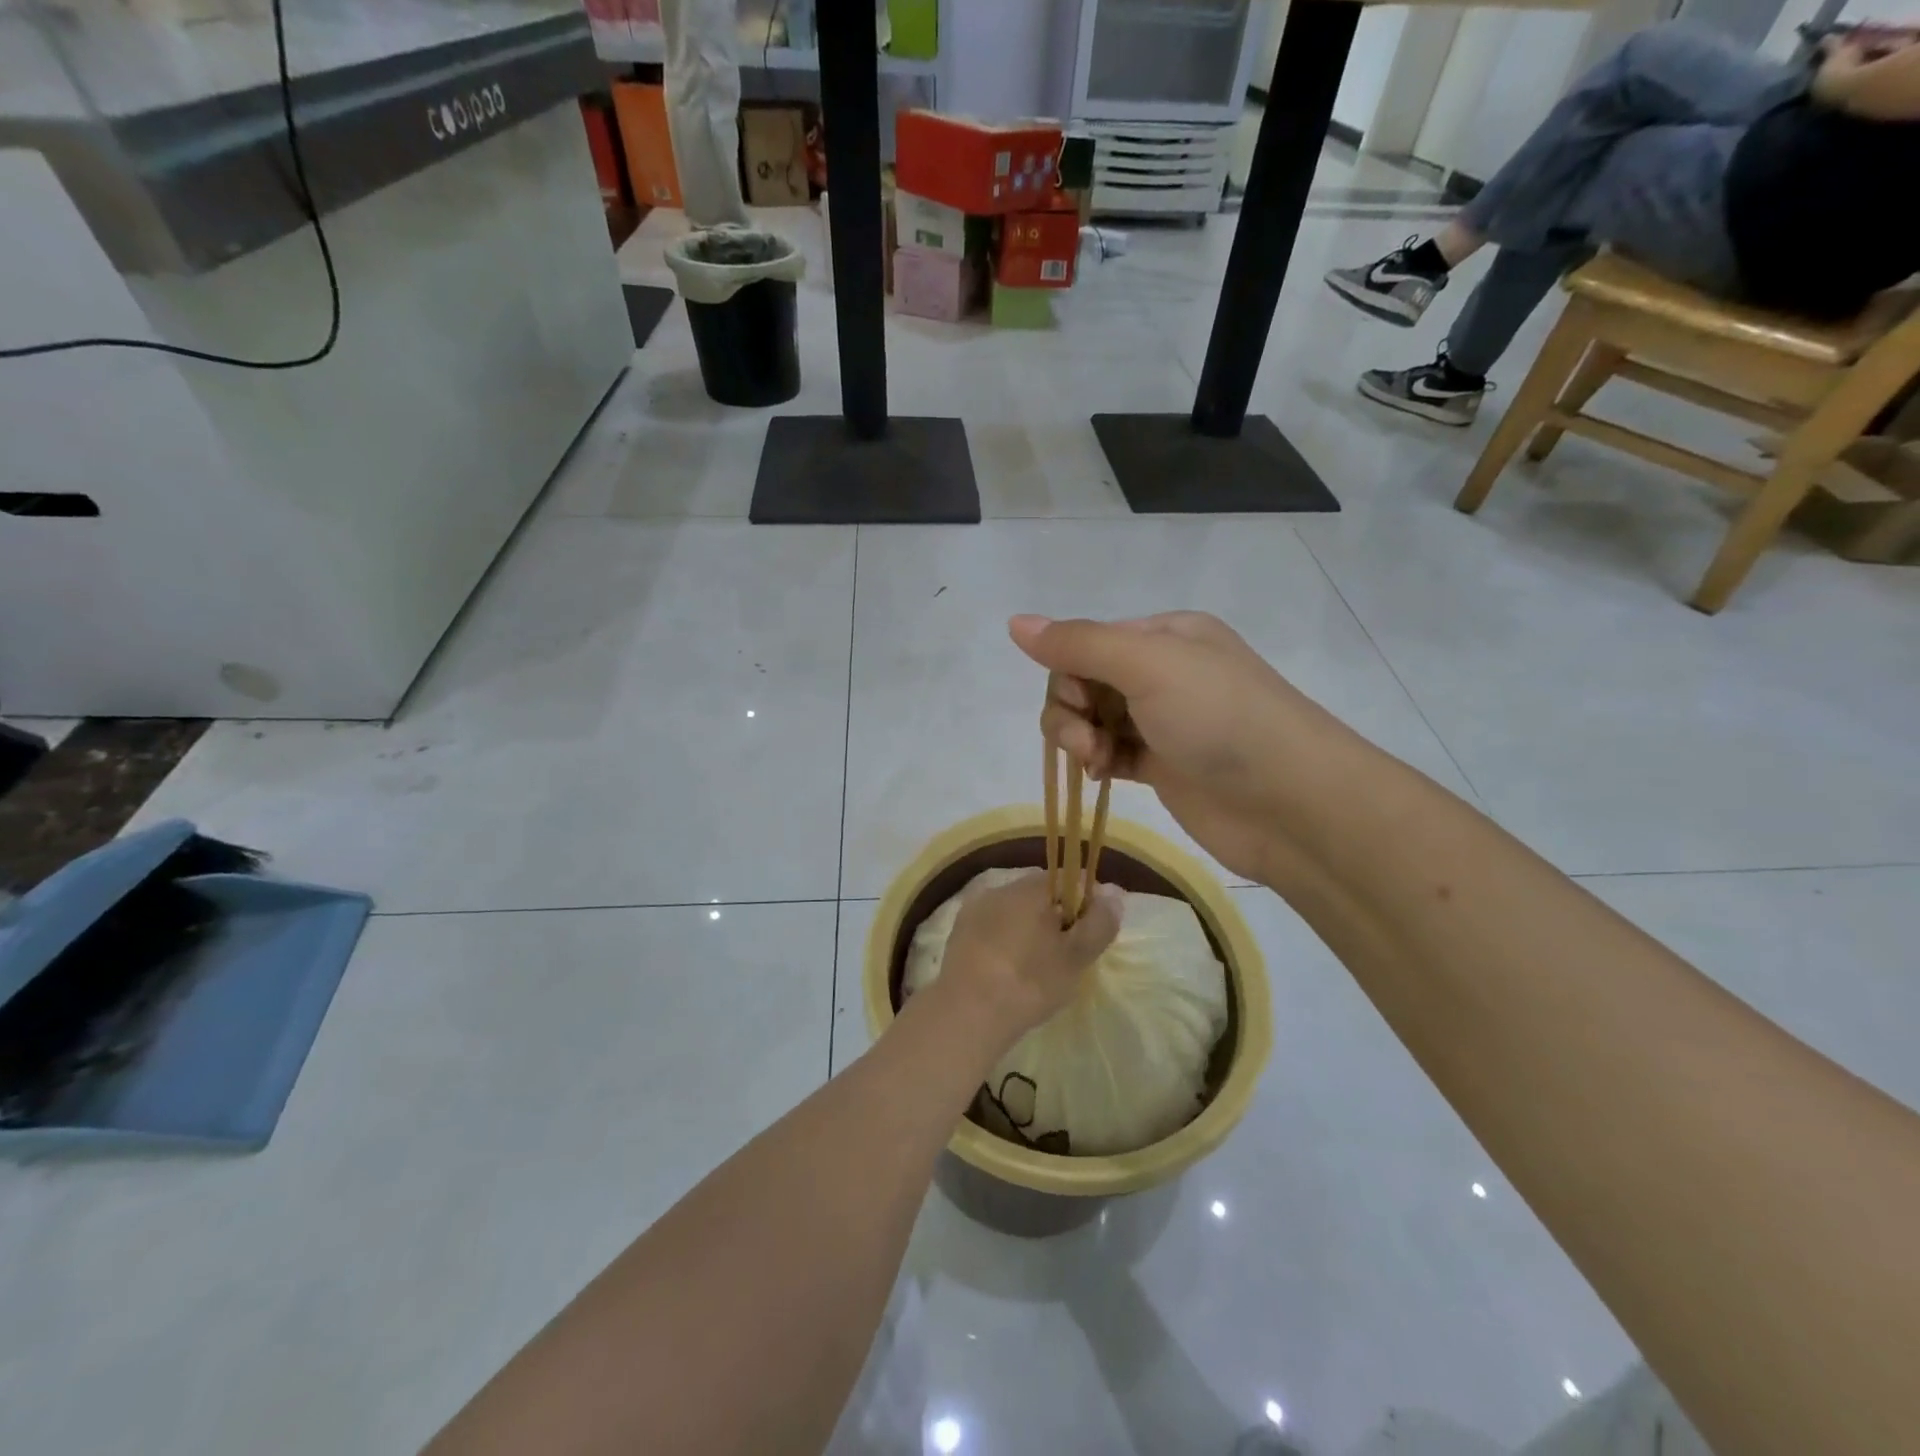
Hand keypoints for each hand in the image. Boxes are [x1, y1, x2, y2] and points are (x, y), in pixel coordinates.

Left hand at [934, 870, 1119, 1051]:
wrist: (967, 1013)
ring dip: (1028, 930)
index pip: (1067, 879)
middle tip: (1067, 955)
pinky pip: (992, 929)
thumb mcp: (1076, 956)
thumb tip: (1113, 892)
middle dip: (1056, 917)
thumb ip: (1100, 921)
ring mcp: (974, 910)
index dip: (1084, 903)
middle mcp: (1000, 888)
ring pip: (1014, 912)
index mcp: (1029, 887)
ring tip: (1037, 968)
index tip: (1089, 934)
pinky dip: (1005, 943)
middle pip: (1038, 895)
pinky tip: (1009, 971)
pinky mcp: (958, 934)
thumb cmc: (1030, 981)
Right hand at [1010, 612, 1339, 883]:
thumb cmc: (1220, 719)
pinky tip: (1102, 777)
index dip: (1067, 672)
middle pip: (1083, 681)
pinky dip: (1097, 762)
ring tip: (1096, 764)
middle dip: (1071, 710)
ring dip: (1080, 739)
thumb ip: (1079, 643)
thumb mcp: (1149, 665)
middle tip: (1086, 742)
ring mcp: (1162, 721)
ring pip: (1092, 719)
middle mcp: (1162, 672)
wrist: (1289, 803)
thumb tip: (1015, 622)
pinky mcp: (1162, 765)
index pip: (1086, 642)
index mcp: (1165, 634)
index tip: (1078, 705)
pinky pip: (1109, 753)